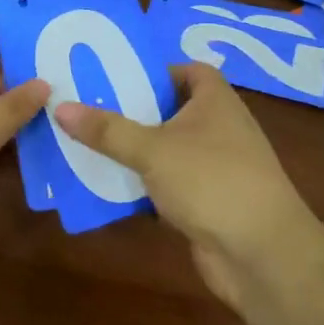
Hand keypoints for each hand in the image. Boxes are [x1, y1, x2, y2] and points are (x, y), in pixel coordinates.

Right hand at [55, 64, 315, 307]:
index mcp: (216, 101)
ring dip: (134, 150)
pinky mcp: (207, 202)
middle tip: (88, 106)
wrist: (262, 255)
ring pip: (167, 150)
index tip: (117, 75)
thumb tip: (61, 106)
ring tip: (87, 142)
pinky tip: (107, 186)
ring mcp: (215, 168)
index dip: (157, 70)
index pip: (189, 70)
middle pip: (172, 110)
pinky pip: (168, 184)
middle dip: (134, 110)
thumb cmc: (212, 181)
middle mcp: (219, 128)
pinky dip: (143, 185)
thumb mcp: (153, 149)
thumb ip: (107, 129)